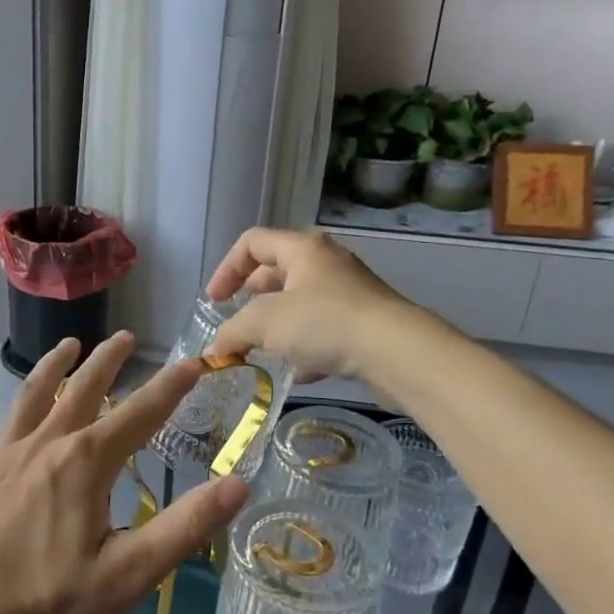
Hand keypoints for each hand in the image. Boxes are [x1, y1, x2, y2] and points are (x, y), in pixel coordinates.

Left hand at [0, 333, 249, 613]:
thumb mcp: (129, 574)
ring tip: (69, 345)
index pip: (140, 414)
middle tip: (125, 337)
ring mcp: (3, 458)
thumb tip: (240, 483)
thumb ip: (185, 527)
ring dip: (52, 368)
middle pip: (82, 391)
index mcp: (86, 463)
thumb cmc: (48, 605)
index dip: (171, 387)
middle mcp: (45, 445)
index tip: (194, 362)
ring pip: (31, 398)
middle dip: (107, 361)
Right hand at [204, 227, 417, 383]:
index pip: (252, 242)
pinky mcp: (365, 323)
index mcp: (302, 248)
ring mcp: (349, 293)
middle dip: (251, 298)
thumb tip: (215, 349)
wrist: (398, 353)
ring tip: (262, 350)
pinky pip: (324, 329)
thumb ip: (232, 331)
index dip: (226, 269)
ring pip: (300, 303)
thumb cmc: (325, 323)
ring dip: (277, 325)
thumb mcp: (265, 322)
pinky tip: (299, 371)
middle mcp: (326, 263)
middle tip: (237, 324)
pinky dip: (305, 346)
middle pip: (276, 271)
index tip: (215, 302)